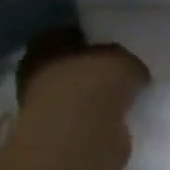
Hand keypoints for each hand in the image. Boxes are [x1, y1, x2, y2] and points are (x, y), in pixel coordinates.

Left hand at [8, 26, 149, 169]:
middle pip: (70, 66)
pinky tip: (117, 120)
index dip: (93, 41)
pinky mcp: (55, 134)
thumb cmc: (95, 84)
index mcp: (45, 44)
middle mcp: (36, 72)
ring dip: (95, 98)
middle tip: (121, 75)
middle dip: (93, 71)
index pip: (70, 34)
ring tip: (124, 100)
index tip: (115, 47)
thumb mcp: (124, 60)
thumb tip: (133, 72)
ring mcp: (42, 105)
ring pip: (75, 94)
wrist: (80, 135)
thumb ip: (126, 62)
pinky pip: (82, 120)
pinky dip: (97, 120)